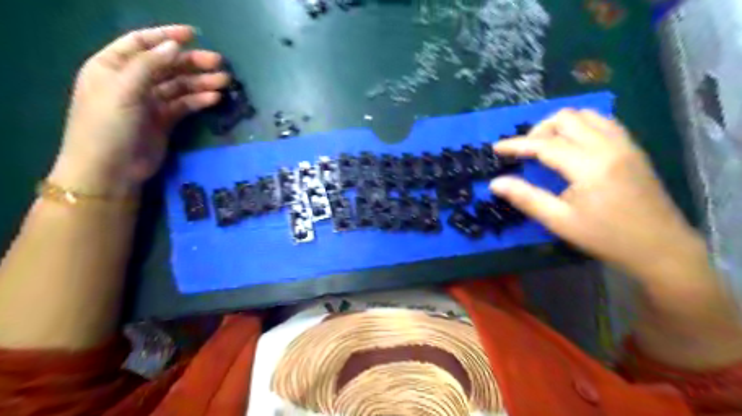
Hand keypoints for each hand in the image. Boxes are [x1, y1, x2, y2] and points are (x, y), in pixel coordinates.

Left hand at [48, 24, 228, 194]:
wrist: (111, 169)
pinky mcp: (165, 120)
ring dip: (202, 82)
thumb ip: (148, 66)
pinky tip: (215, 98)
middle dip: (193, 62)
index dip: (167, 36)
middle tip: (220, 63)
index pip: (142, 43)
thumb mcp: (123, 90)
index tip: (194, 34)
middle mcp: (133, 81)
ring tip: (225, 82)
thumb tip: (174, 46)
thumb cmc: (107, 126)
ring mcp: (150, 102)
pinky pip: (185, 105)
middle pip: (167, 65)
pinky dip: (200, 100)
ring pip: (180, 86)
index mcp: (113, 66)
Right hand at [491, 108, 702, 280]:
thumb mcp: (559, 221)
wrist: (660, 248)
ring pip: (587, 115)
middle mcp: (608, 146)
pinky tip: (574, 146)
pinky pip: (604, 123)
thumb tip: (495, 183)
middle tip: (526, 151)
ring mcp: (624, 145)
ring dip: (561, 125)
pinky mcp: (633, 149)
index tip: (496, 148)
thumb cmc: (605, 237)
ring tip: (548, 146)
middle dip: (539, 130)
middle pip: (566, 118)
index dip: (516, 145)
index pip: (544, 144)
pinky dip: (582, 126)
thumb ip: (526, 198)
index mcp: (588, 166)